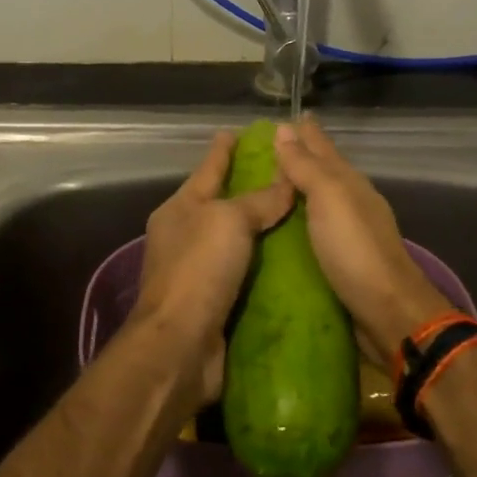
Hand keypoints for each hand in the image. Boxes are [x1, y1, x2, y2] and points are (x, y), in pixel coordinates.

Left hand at [125, 130, 295, 405]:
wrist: (180, 345)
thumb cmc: (199, 270)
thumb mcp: (229, 221)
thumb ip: (259, 201)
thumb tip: (286, 182)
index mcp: (179, 210)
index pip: (207, 170)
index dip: (222, 150)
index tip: (235, 131)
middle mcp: (184, 237)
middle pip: (220, 205)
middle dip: (247, 190)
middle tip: (284, 175)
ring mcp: (197, 272)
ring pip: (235, 242)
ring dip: (260, 231)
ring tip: (297, 216)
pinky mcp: (214, 303)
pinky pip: (245, 275)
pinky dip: (265, 267)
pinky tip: (291, 262)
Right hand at [272, 115, 451, 369]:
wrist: (387, 310)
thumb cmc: (355, 249)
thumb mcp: (329, 198)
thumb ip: (306, 166)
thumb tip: (284, 129)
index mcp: (349, 183)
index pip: (323, 148)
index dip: (306, 132)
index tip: (288, 116)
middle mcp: (350, 203)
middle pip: (322, 172)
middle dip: (300, 157)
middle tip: (268, 147)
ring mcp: (347, 232)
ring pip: (318, 200)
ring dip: (297, 189)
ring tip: (269, 183)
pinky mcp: (340, 261)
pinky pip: (313, 229)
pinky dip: (298, 220)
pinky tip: (284, 225)